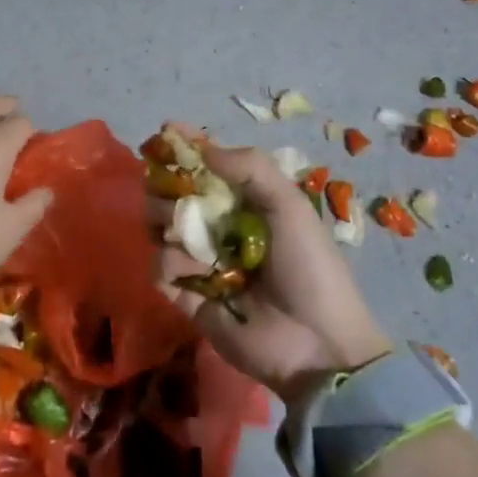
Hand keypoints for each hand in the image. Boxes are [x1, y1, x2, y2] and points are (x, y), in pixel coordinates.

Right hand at [155, 131, 392, 398]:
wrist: (317, 344)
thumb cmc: (309, 267)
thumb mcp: (289, 206)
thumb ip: (251, 168)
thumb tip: (203, 147)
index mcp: (247, 204)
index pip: (208, 167)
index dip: (187, 148)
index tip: (166, 132)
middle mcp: (219, 228)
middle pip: (175, 195)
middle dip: (166, 185)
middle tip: (171, 190)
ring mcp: (202, 263)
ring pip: (161, 229)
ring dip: (165, 222)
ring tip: (179, 229)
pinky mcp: (188, 297)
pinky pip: (160, 269)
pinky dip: (168, 263)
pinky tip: (191, 270)